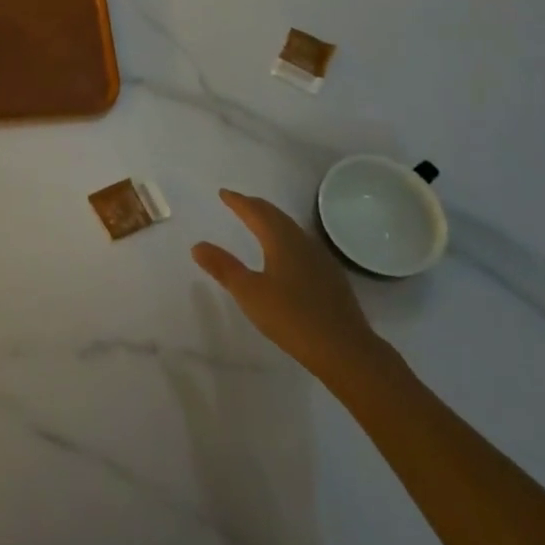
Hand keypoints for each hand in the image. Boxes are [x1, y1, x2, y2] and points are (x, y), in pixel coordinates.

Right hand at [193, 189, 385, 384]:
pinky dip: (287, 239)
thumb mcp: (249, 293)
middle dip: (256, 207)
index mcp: (281, 240)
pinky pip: (303, 245)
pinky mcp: (332, 277)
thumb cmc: (292, 317)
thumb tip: (197, 245)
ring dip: (273, 221)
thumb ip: (223, 267)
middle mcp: (302, 242)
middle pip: (276, 216)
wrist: (346, 350)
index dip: (238, 201)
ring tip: (260, 224)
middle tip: (240, 203)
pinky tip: (288, 255)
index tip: (224, 193)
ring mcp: (321, 259)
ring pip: (292, 229)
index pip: (256, 211)